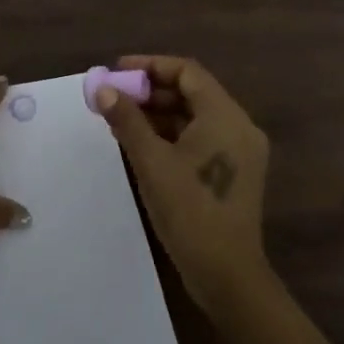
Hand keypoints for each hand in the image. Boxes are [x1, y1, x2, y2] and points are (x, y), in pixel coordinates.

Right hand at [94, 55, 270, 315]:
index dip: (150, 66)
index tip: (117, 71)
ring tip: (121, 119)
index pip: (187, 72)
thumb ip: (127, 120)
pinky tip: (142, 143)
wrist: (228, 277)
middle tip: (115, 96)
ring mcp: (240, 151)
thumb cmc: (190, 212)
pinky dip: (173, 134)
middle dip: (151, 91)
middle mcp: (238, 126)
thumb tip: (103, 89)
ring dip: (159, 113)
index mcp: (225, 116)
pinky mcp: (235, 172)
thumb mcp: (151, 162)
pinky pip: (201, 137)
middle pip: (192, 92)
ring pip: (196, 116)